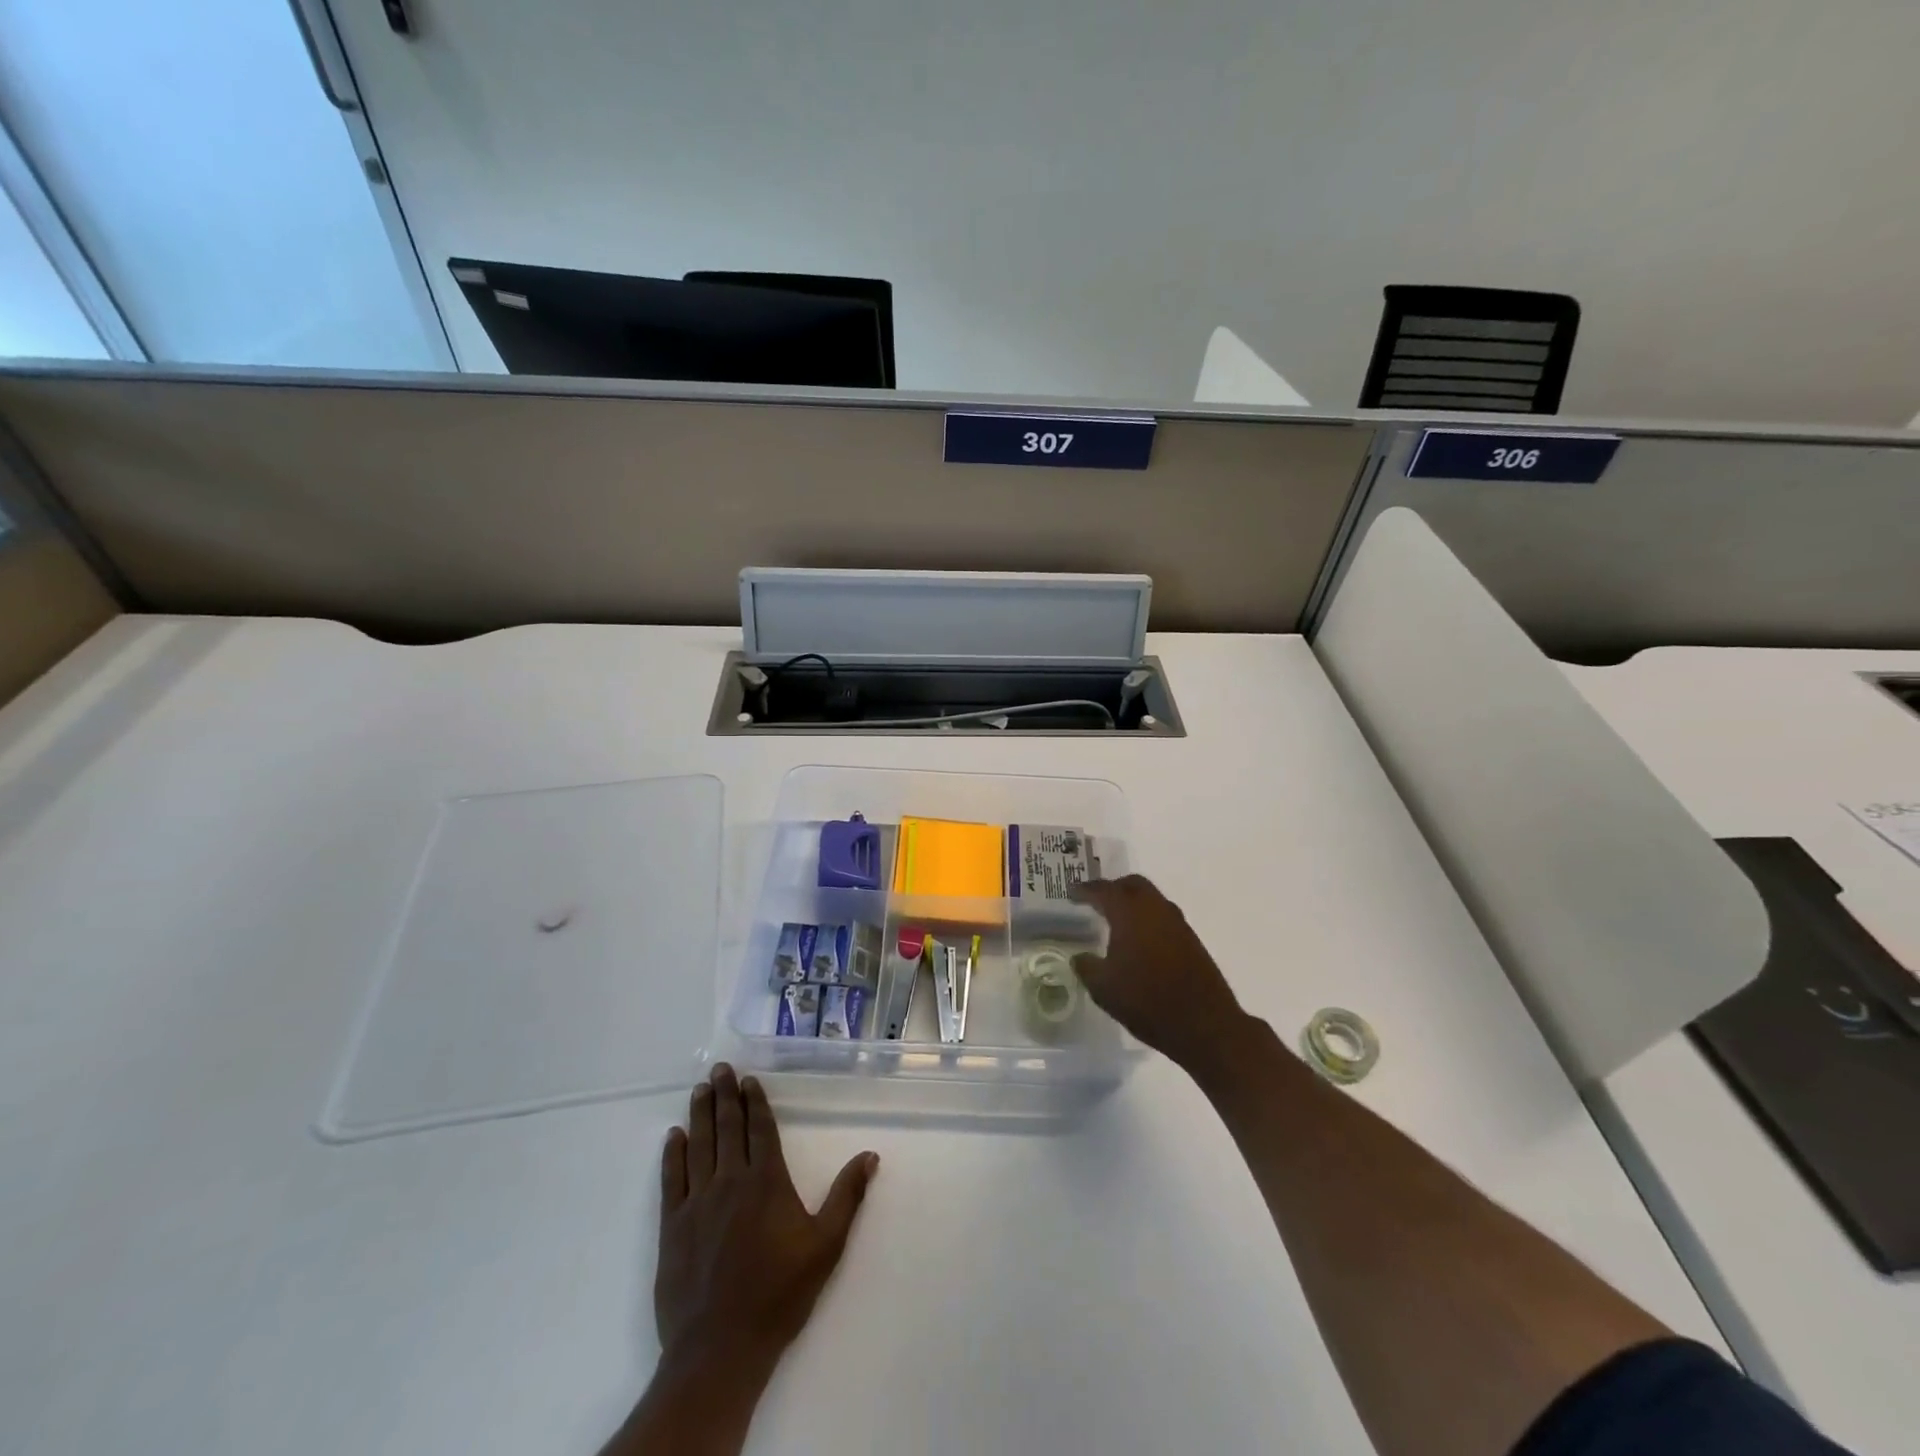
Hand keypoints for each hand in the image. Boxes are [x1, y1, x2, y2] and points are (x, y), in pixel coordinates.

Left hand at [654, 1064, 878, 1388]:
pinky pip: (672, 1179)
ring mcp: (698, 1203)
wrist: (721, 1349)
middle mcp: (731, 1181)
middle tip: (719, 1069)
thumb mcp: (826, 1247)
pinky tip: (674, 1136)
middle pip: (728, 1129)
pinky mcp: (673, 1227)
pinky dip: (672, 1154)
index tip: (748, 1080)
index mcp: (767, 1182)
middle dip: (724, 1096)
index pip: (760, 1130)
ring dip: (700, 1115)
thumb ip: (847, 1197)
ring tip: (699, 1089)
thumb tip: (870, 1155)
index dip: (754, 1102)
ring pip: (699, 1146)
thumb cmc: (779, 1295)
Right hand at [1070, 875, 1249, 1075]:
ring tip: (1117, 920)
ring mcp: (1177, 923)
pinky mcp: (1191, 940)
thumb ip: (1087, 967)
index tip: (1071, 892)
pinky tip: (1140, 940)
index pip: (1103, 890)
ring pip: (1151, 899)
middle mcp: (1155, 909)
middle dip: (1113, 888)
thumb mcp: (1103, 988)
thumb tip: (1080, 957)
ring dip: (1133, 903)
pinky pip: (1163, 917)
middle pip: (1133, 884)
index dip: (1084, 890)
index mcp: (1129, 913)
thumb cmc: (1146, 1001)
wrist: (1204, 1025)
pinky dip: (1148, 919)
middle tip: (1096, 900)